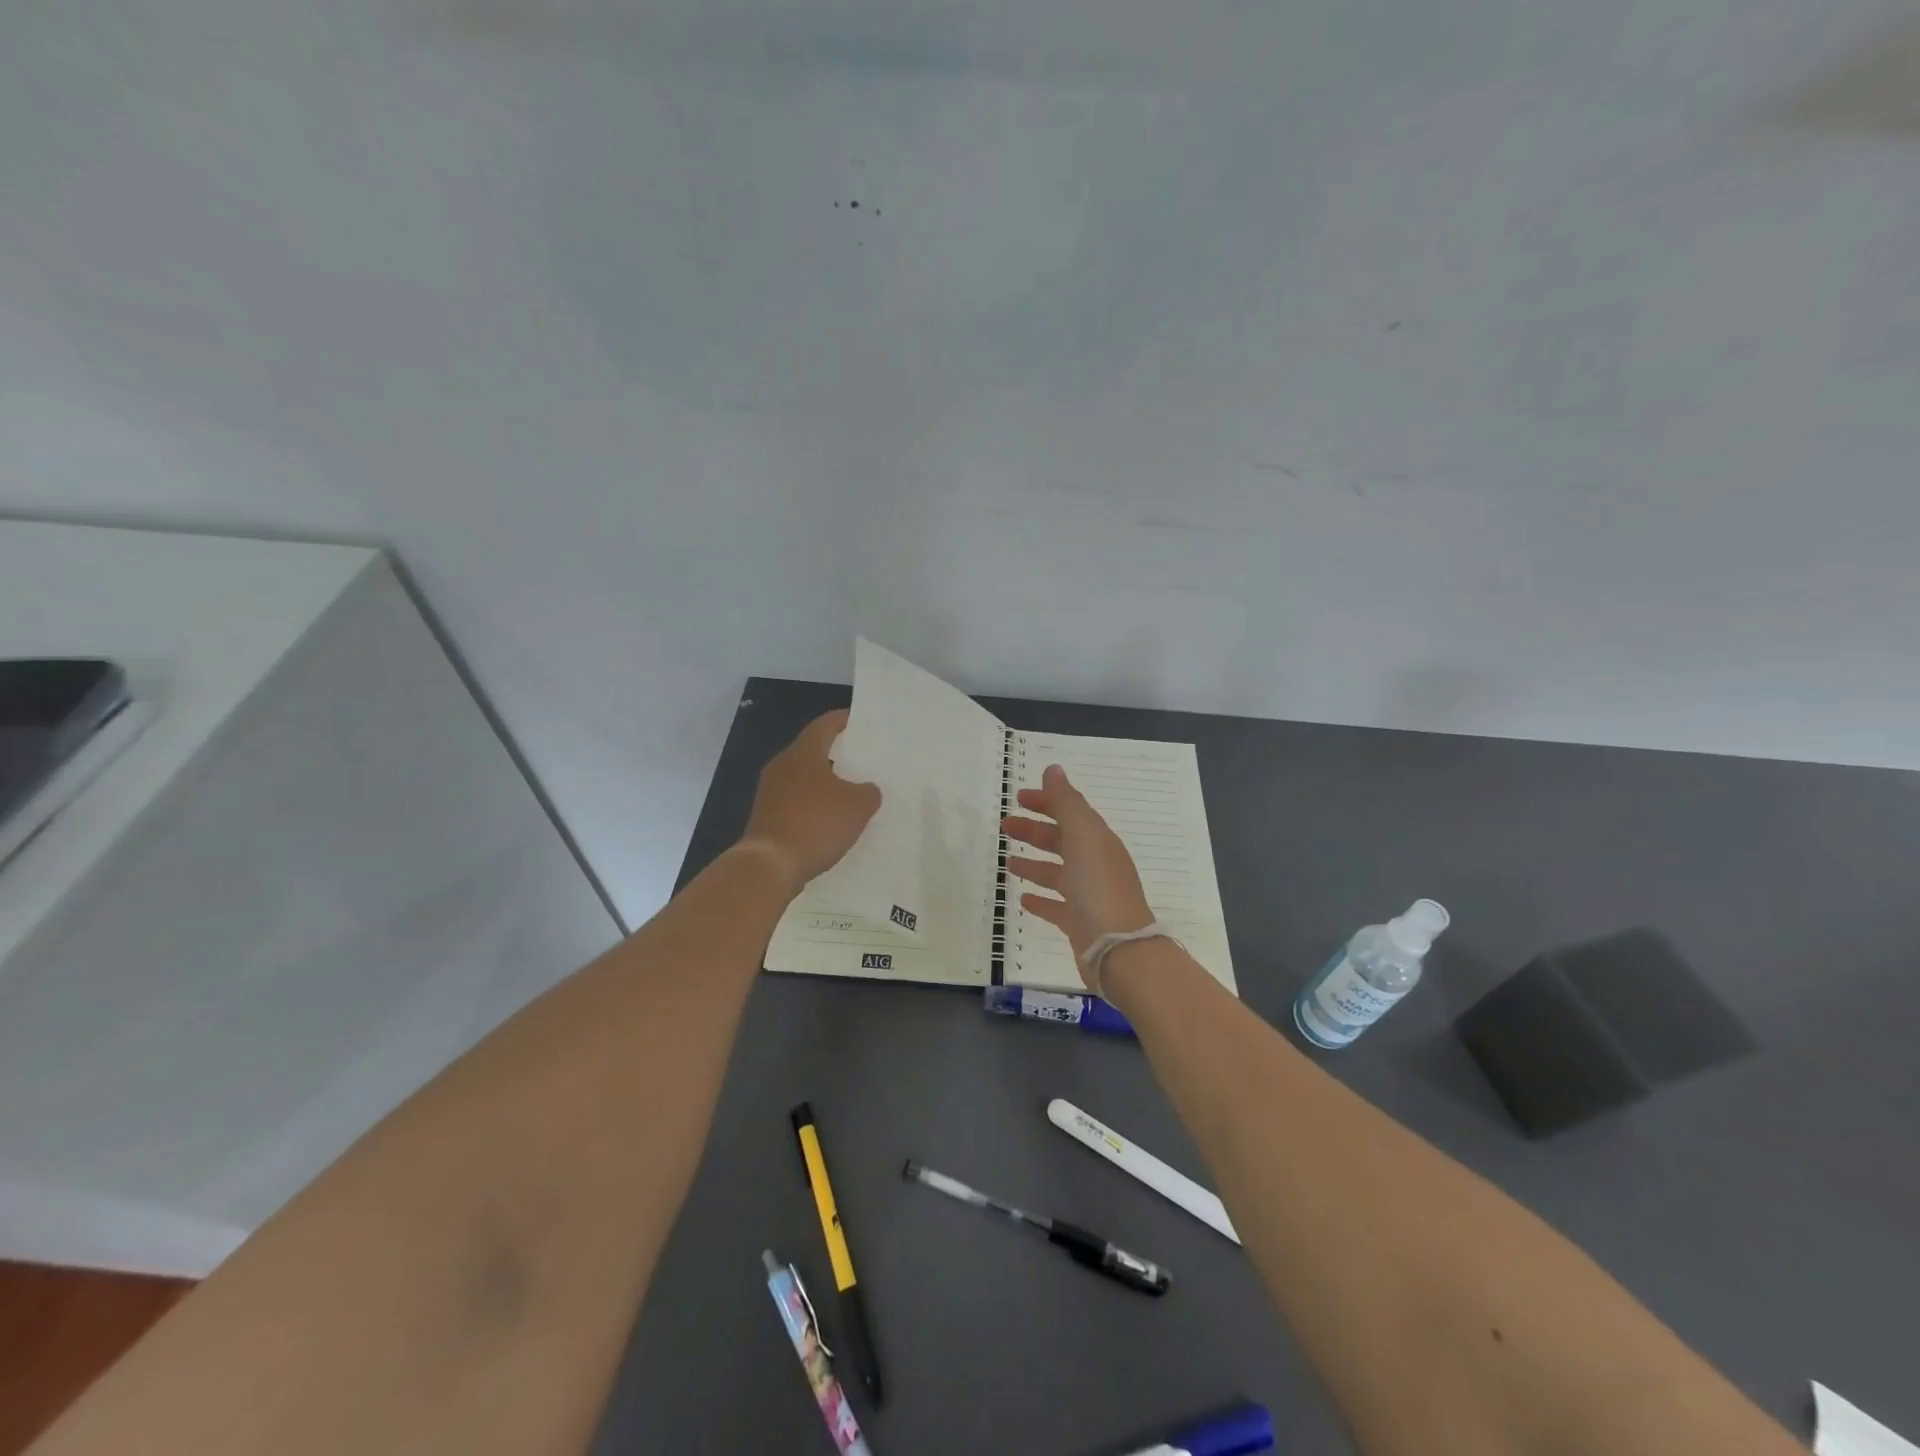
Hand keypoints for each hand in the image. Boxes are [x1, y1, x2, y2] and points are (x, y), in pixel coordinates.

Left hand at [738, 710, 880, 893]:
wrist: (769, 865)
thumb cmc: (815, 824)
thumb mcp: (857, 807)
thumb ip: (868, 793)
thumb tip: (867, 790)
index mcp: (803, 753)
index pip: (824, 725)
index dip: (843, 720)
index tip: (860, 720)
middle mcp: (782, 766)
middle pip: (812, 751)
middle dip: (837, 753)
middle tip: (862, 758)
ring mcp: (770, 793)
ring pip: (803, 778)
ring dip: (825, 783)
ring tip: (851, 791)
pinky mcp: (766, 817)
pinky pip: (796, 803)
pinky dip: (814, 806)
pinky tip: (831, 820)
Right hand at [1002, 764, 1153, 991]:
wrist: (1118, 949)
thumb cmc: (1099, 887)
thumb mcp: (1084, 836)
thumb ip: (1067, 803)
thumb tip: (1053, 769)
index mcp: (1098, 841)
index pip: (1071, 813)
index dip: (1047, 803)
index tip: (1019, 798)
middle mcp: (1095, 865)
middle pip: (1062, 841)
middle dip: (1035, 831)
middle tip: (1005, 826)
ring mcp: (1088, 896)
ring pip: (1057, 873)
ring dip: (1035, 864)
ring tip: (1008, 862)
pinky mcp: (1079, 923)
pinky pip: (1056, 906)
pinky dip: (1041, 899)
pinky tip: (1023, 898)